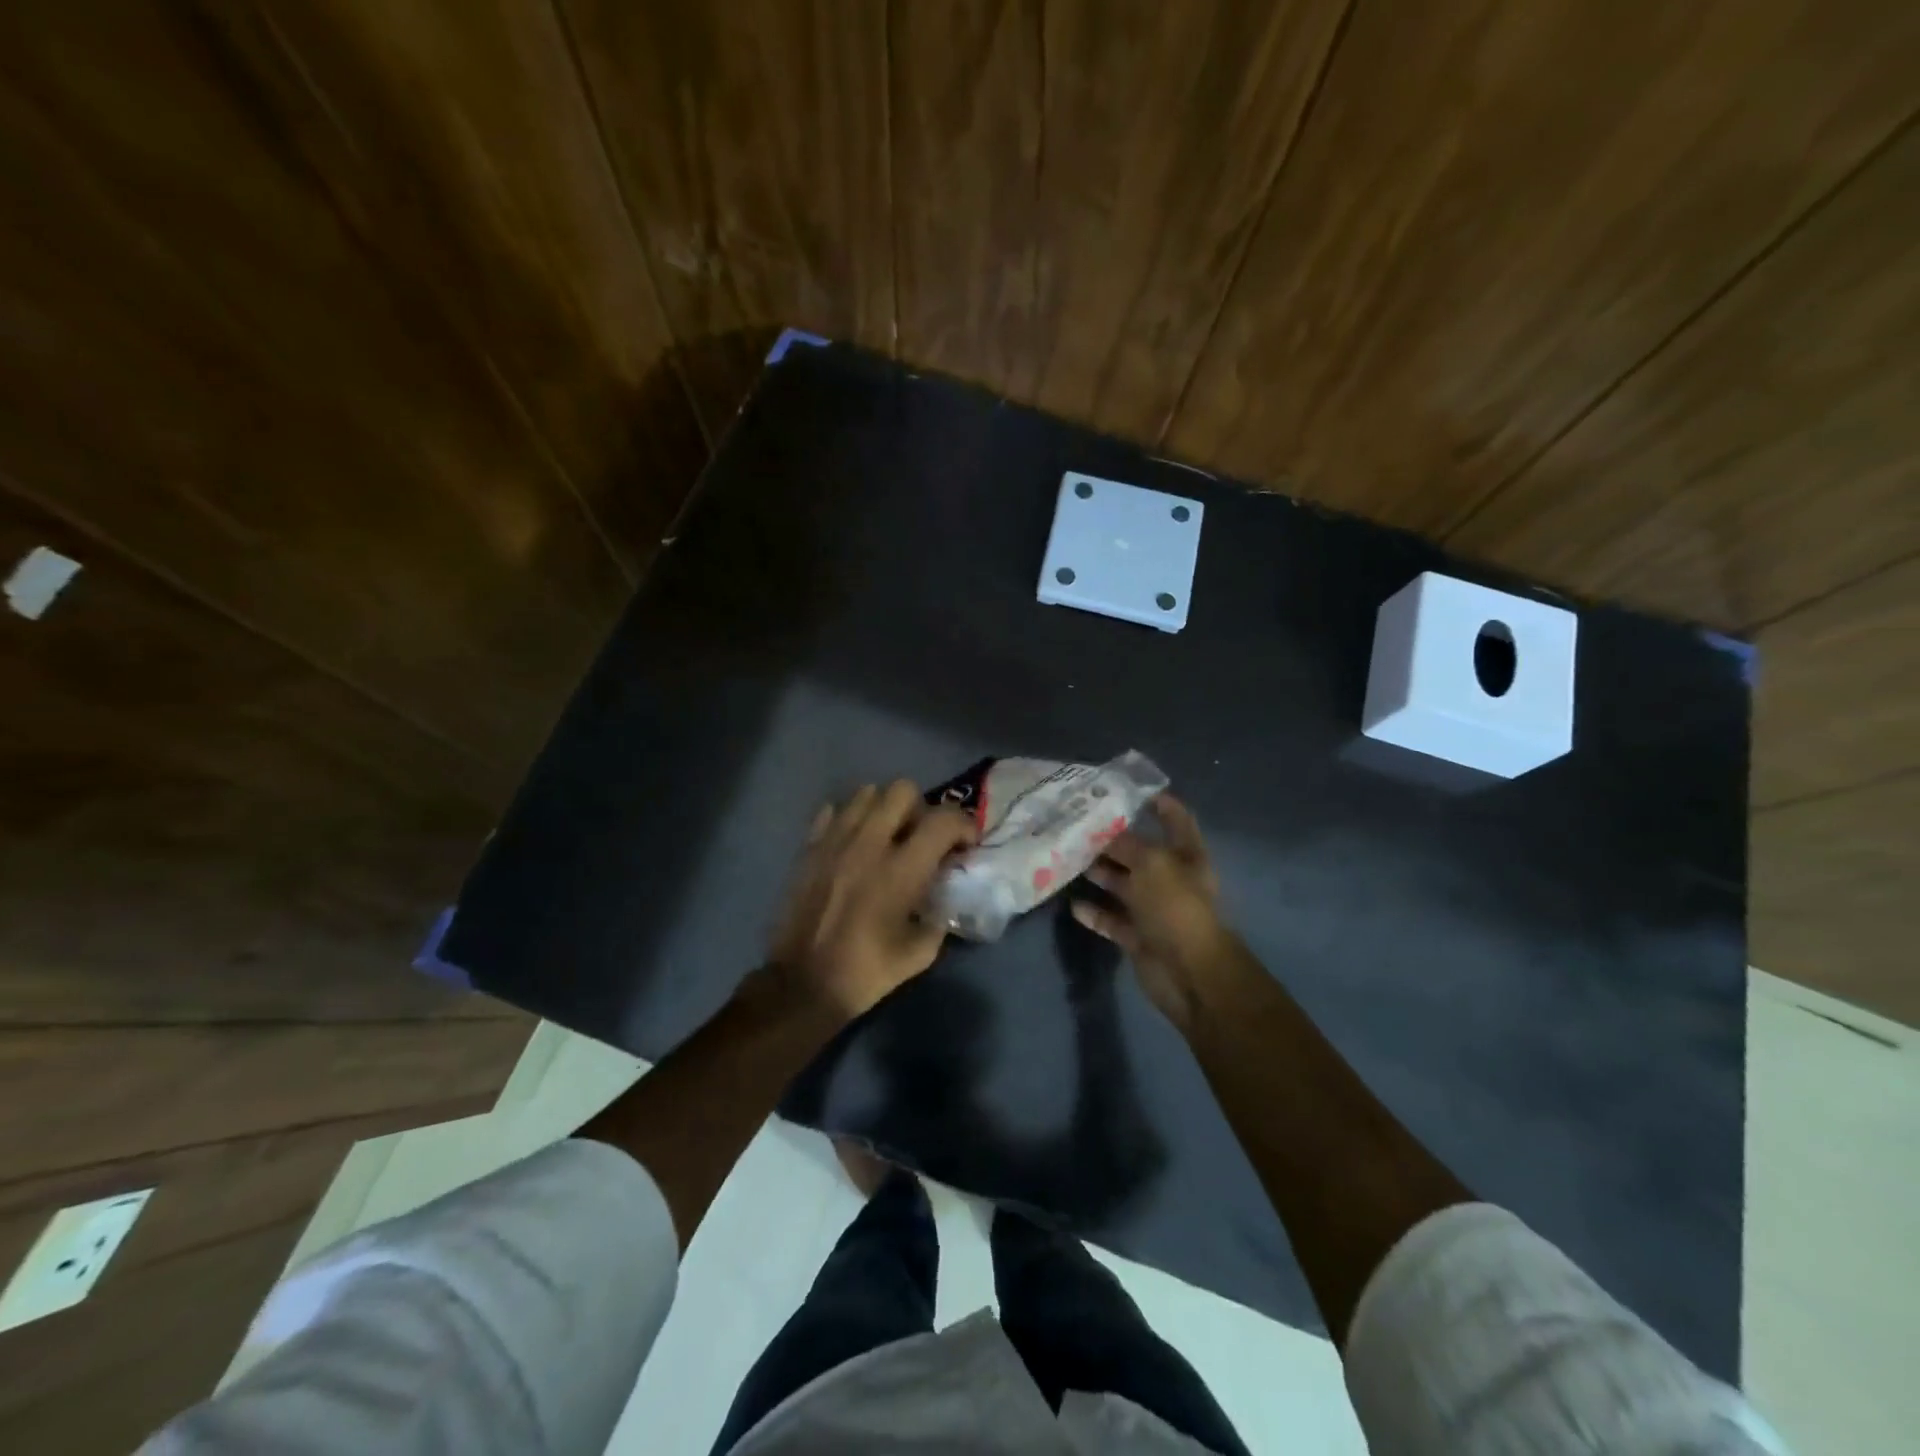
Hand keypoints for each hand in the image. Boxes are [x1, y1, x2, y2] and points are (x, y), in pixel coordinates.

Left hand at [768, 781, 976, 1021]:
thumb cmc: (866, 972)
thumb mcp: (920, 953)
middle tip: (921, 838)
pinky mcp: (809, 847)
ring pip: (866, 792)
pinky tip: (852, 845)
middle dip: (921, 809)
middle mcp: (869, 843)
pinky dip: (848, 819)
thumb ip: (939, 916)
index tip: (965, 844)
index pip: (944, 819)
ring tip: (886, 837)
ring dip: (884, 808)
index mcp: (902, 869)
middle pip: (903, 790)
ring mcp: (835, 840)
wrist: (802, 985)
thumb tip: (942, 895)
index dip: (963, 824)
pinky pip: (832, 811)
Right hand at [1071, 795, 1240, 1030]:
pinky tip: (1072, 904)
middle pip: (1139, 853)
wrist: (1190, 974)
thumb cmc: (1176, 907)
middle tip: (1076, 825)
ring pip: (1122, 885)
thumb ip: (1125, 844)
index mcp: (1186, 856)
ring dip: (1098, 874)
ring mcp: (1154, 910)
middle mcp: (1170, 879)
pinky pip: (1112, 920)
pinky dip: (1094, 913)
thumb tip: (1102, 831)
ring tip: (1067, 859)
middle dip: (1112, 840)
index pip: (1175, 820)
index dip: (1158, 803)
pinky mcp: (1138, 937)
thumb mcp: (1151, 864)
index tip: (1127, 790)